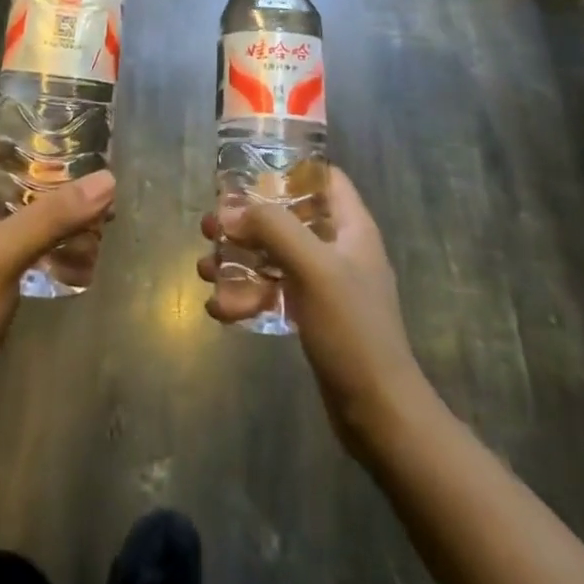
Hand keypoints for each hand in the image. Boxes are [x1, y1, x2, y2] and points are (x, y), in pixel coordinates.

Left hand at [0, 121, 115, 430]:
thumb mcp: (3, 256)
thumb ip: (52, 217)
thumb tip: (107, 179)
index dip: (21, 126)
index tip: (64, 129)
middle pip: (3, 170)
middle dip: (46, 169)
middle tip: (90, 171)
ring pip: (10, 206)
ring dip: (47, 204)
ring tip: (91, 208)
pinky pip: (11, 238)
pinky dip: (39, 235)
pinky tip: (70, 248)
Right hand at [197, 167, 427, 458]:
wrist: (379, 415)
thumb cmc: (352, 330)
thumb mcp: (314, 268)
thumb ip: (273, 228)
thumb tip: (229, 210)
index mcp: (352, 228)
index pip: (325, 179)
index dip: (291, 168)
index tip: (249, 171)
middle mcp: (339, 250)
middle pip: (289, 218)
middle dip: (247, 220)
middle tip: (210, 225)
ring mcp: (326, 286)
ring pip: (275, 257)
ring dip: (239, 260)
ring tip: (204, 270)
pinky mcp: (313, 317)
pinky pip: (274, 293)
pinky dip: (248, 296)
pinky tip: (219, 309)